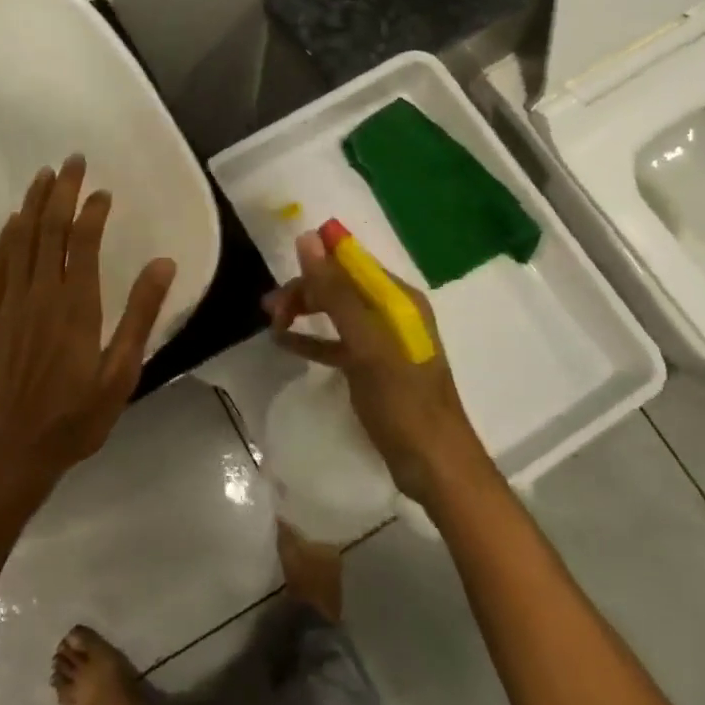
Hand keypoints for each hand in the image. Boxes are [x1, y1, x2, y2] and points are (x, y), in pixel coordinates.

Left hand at [0, 155, 176, 503]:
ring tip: (44, 175)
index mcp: (76, 307)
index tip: (103, 191)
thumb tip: (163, 264)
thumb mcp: (120, 374)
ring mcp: (11, 304)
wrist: (9, 452)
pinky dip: (6, 237)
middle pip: (49, 230)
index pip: (84, 242)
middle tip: (73, 161)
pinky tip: (13, 222)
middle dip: (62, 192)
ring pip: (21, 240)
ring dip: (33, 204)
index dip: (92, 211)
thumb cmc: (74, 417)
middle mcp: (41, 295)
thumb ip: (140, 316)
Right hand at [264, 231, 487, 508]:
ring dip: (304, 312)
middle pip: (340, 285)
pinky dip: (312, 339)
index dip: (316, 260)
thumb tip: (307, 238)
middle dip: (305, 290)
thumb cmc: (402, 400)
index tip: (280, 270)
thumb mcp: (366, 343)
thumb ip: (336, 291)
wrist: (434, 465)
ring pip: (335, 312)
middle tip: (270, 311)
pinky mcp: (373, 368)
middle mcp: (392, 311)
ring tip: (271, 323)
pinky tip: (284, 344)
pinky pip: (336, 342)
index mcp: (398, 298)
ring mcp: (382, 341)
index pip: (351, 261)